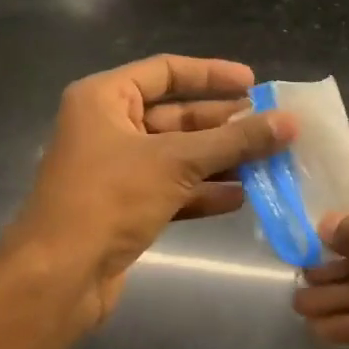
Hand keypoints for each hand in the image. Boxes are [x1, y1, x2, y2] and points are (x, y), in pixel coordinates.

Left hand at [6, 55, 292, 330]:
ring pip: (178, 155)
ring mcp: (116, 170)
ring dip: (221, 159)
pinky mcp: (125, 208)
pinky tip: (242, 196)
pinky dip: (204, 191)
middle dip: (224, 123)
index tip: (254, 83)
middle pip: (176, 116)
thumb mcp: (176, 162)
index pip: (165, 71)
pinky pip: (173, 189)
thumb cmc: (109, 199)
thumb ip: (234, 141)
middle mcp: (108, 128)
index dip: (211, 74)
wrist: (59, 276)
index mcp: (105, 99)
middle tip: (270, 126)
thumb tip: (290, 122)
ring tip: (268, 160)